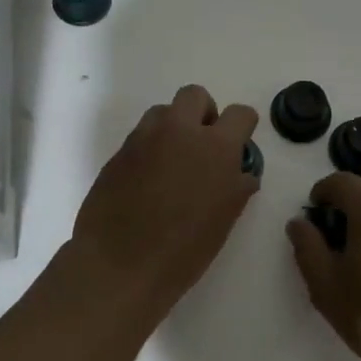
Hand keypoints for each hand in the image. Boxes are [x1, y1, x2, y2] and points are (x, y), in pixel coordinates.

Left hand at [71, 84, 259, 309]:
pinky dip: (150, 148)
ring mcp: (144, 138)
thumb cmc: (183, 250)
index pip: (239, 114)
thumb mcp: (224, 221)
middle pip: (195, 95)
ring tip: (173, 163)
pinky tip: (148, 181)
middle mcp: (179, 131)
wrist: (118, 265)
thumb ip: (236, 187)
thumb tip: (240, 173)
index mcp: (215, 147)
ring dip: (173, 127)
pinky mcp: (118, 153)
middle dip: (204, 113)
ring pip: (163, 111)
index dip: (242, 127)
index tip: (238, 146)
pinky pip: (141, 136)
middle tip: (203, 147)